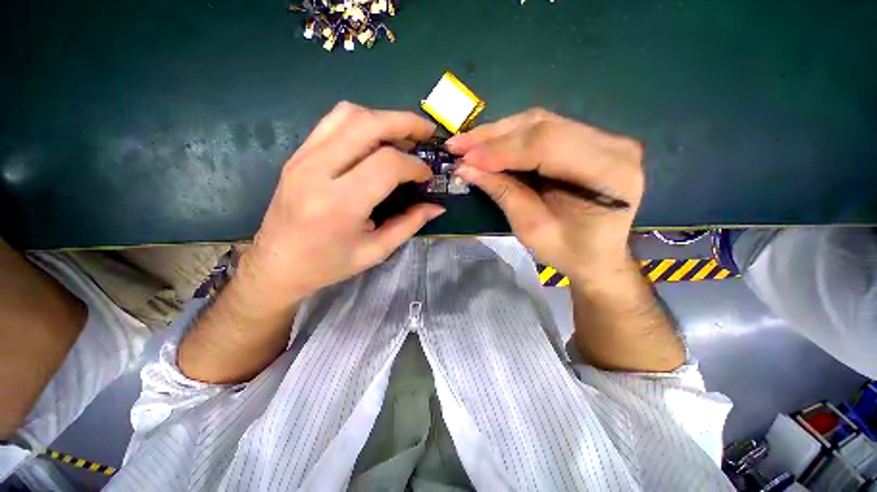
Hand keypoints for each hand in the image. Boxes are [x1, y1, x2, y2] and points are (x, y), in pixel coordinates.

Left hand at [237, 102, 444, 313]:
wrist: (276, 265)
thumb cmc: (328, 264)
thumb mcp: (375, 251)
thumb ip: (409, 224)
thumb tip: (437, 207)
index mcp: (340, 203)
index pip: (387, 164)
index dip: (415, 165)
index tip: (427, 175)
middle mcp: (317, 171)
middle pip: (368, 124)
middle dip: (405, 123)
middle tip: (427, 133)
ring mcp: (303, 157)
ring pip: (348, 114)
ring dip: (383, 118)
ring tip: (404, 134)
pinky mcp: (298, 155)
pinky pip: (333, 122)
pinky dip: (362, 122)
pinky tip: (376, 139)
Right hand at [447, 109, 643, 282]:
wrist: (598, 256)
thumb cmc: (568, 252)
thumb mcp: (532, 229)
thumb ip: (503, 193)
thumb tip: (466, 168)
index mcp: (608, 173)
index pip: (546, 145)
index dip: (500, 150)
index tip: (465, 159)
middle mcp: (613, 145)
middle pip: (543, 126)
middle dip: (493, 137)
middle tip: (458, 146)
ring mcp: (604, 138)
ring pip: (540, 122)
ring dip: (498, 133)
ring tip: (467, 144)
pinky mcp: (589, 140)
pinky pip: (544, 129)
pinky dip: (511, 137)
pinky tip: (488, 144)